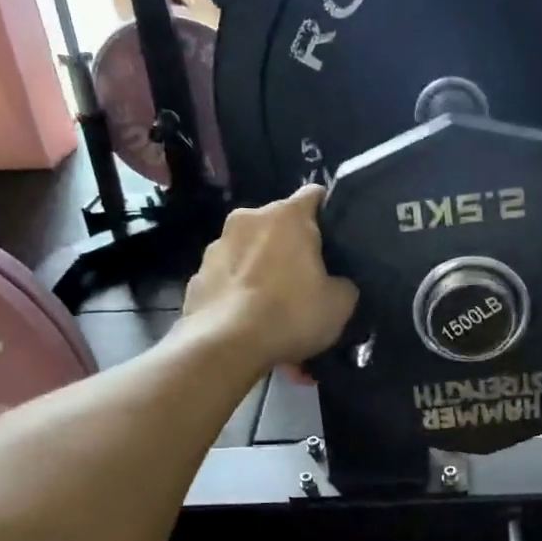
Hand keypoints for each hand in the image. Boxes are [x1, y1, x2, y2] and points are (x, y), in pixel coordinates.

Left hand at [182, 185, 357, 368]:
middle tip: (307, 281)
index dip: (330, 212)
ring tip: (274, 308)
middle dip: (292, 247)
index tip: (337, 238)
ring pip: (250, 252)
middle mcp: (248, 219)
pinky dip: (240, 294)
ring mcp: (217, 246)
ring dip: (263, 271)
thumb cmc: (290, 314)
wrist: (225, 346)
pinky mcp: (197, 276)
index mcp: (287, 215)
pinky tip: (249, 322)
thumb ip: (344, 283)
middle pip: (279, 225)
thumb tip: (337, 282)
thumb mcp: (340, 304)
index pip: (315, 194)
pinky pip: (228, 279)